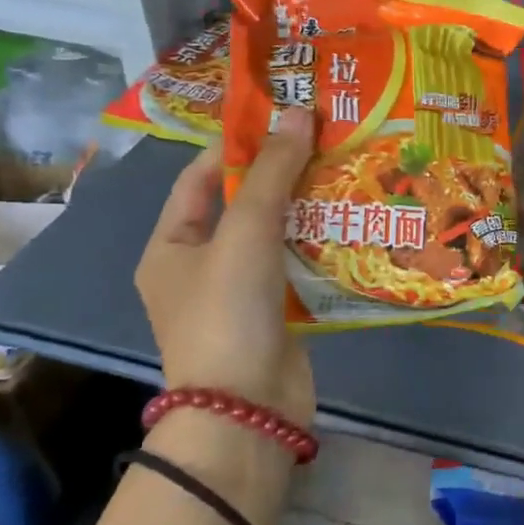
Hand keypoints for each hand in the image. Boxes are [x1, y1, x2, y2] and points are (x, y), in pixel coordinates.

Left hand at [134, 107, 316, 430]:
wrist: (248, 411)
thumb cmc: (228, 312)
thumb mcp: (245, 232)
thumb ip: (274, 173)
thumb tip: (301, 113)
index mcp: (171, 246)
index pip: (201, 178)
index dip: (238, 145)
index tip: (282, 118)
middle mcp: (200, 267)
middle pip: (242, 205)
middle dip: (281, 174)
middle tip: (325, 140)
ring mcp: (239, 293)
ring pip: (274, 236)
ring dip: (305, 208)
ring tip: (346, 171)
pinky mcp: (274, 314)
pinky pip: (296, 266)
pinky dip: (318, 244)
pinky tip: (351, 222)